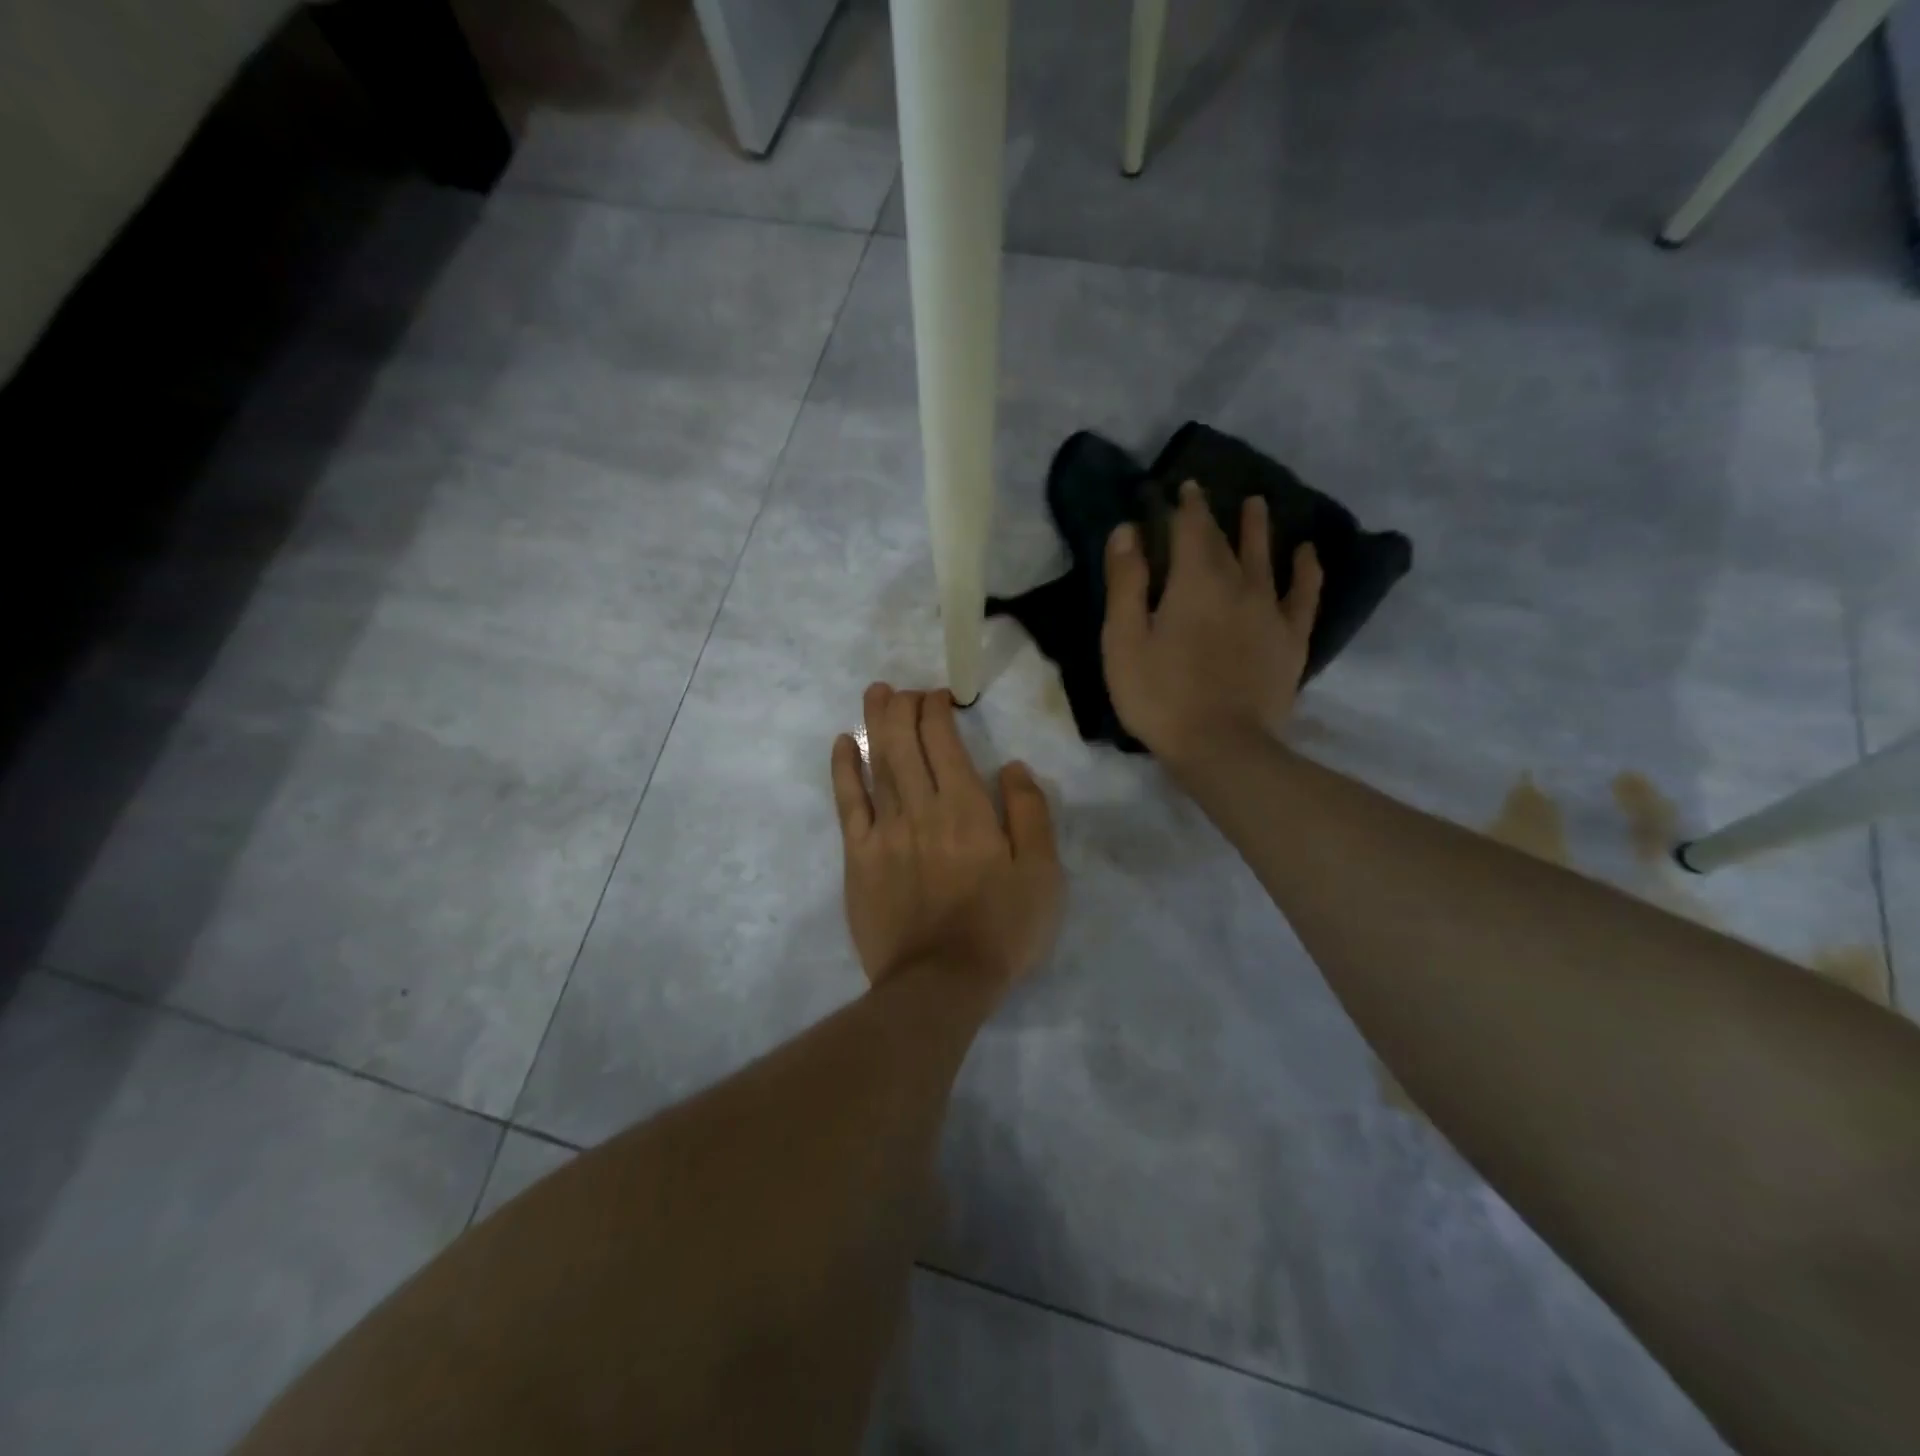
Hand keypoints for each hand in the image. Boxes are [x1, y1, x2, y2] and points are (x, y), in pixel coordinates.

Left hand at [830, 684, 1062, 993]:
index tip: (939, 697)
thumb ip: (1030, 813)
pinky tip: (845, 744)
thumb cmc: (1001, 929)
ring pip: (877, 763)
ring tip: (875, 694)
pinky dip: (845, 769)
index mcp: (967, 808)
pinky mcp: (859, 857)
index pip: (944, 741)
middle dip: (902, 707)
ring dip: (875, 723)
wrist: (941, 983)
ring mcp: (885, 832)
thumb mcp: (1042, 873)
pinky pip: (848, 803)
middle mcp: (921, 808)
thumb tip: (1012, 766)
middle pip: (904, 743)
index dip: (937, 710)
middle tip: (903, 689)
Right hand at [1101, 481, 1321, 767]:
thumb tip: (1128, 529)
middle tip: (1206, 495)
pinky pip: (1304, 595)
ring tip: (1258, 504)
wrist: (1221, 746)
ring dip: (1259, 529)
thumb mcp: (1124, 640)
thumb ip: (1126, 582)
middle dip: (1212, 516)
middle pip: (1226, 541)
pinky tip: (1306, 554)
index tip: (1180, 487)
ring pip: (1266, 558)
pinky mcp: (1290, 640)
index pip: (1190, 529)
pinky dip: (1306, 570)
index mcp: (1194, 582)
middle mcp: (1238, 584)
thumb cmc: (1160, 695)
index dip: (1184, 506)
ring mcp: (1270, 611)